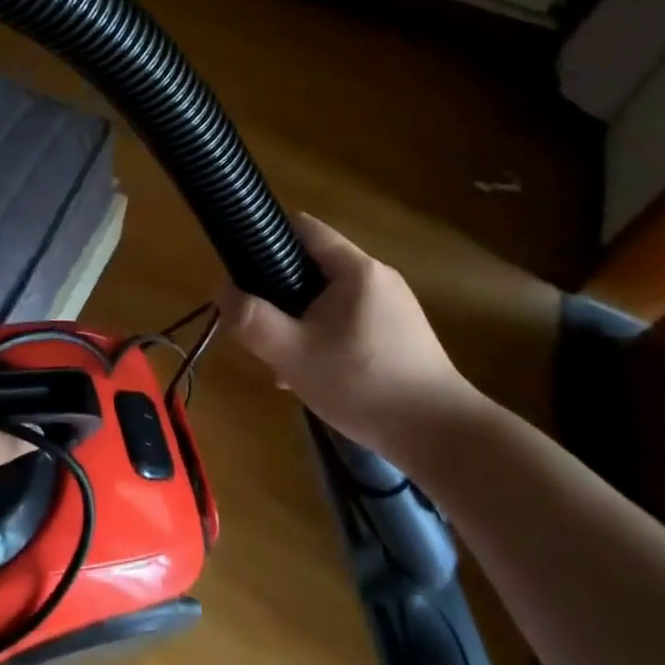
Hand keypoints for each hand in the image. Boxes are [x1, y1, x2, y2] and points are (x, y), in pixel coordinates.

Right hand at [218, 213, 482, 456]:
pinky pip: (349, 321)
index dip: (266, 237)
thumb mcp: (292, 354)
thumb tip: (223, 290)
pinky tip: (313, 376)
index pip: (303, 227)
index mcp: (355, 269)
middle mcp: (377, 277)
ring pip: (328, 299)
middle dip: (279, 292)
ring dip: (299, 321)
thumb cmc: (363, 385)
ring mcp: (393, 306)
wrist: (441, 437)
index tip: (240, 268)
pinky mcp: (401, 334)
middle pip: (312, 266)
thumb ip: (250, 319)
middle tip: (259, 325)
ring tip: (281, 360)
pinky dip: (324, 337)